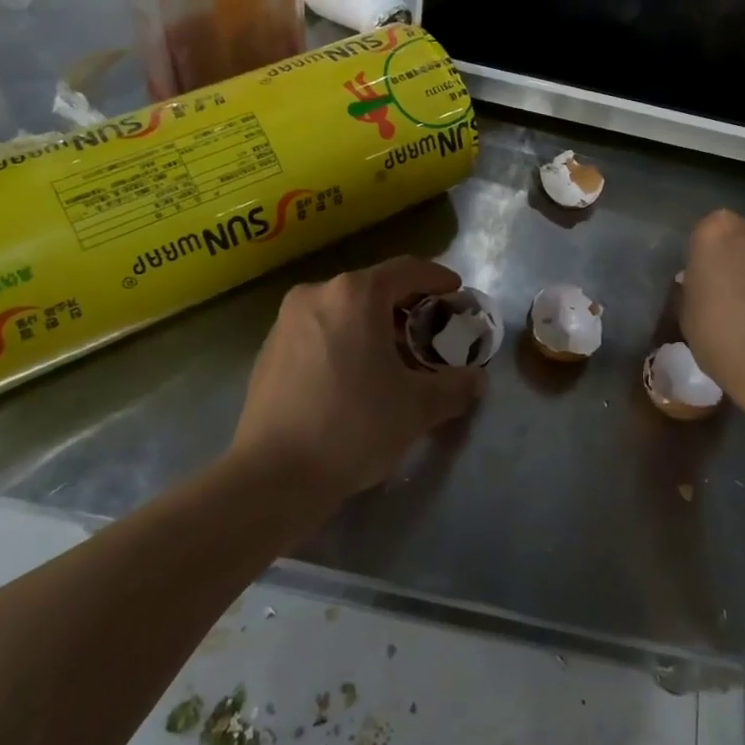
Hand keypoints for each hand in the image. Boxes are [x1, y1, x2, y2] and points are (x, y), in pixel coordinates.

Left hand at [230, 256, 485, 496]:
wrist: (273, 475)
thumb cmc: (354, 427)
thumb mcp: (417, 407)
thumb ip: (454, 386)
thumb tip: (475, 380)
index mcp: (355, 295)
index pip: (407, 270)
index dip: (437, 278)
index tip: (456, 292)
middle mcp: (317, 294)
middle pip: (373, 288)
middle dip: (406, 306)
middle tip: (430, 331)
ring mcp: (286, 321)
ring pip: (343, 309)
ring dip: (373, 325)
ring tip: (395, 357)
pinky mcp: (268, 350)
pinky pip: (318, 330)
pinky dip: (344, 340)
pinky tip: (355, 375)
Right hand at [679, 209, 744, 412]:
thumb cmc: (718, 333)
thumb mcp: (685, 311)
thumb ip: (693, 286)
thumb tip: (701, 283)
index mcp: (715, 229)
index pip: (703, 233)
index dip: (702, 258)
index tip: (701, 281)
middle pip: (739, 234)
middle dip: (734, 255)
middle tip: (727, 288)